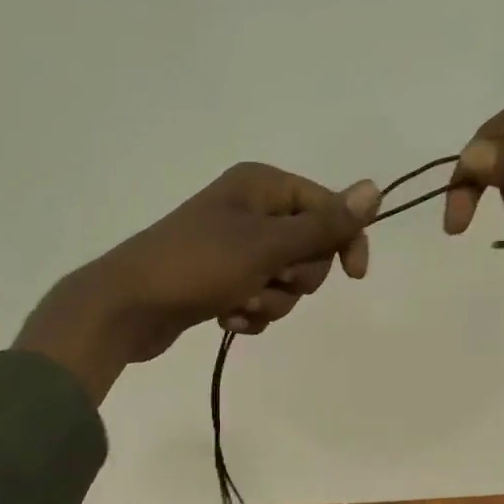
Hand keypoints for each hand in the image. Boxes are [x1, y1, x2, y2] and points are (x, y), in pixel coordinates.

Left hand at [16, 164, 379, 402]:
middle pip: (309, 249)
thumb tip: (374, 189)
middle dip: (294, 278)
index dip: (344, 241)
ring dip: (270, 301)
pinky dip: (250, 313)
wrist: (128, 306)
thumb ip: (323, 225)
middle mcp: (251, 210)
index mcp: (262, 186)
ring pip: (286, 282)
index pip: (328, 208)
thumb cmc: (198, 266)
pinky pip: (260, 299)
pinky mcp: (222, 281)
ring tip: (238, 303)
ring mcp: (235, 248)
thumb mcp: (267, 245)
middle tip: (267, 280)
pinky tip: (226, 317)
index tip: (353, 276)